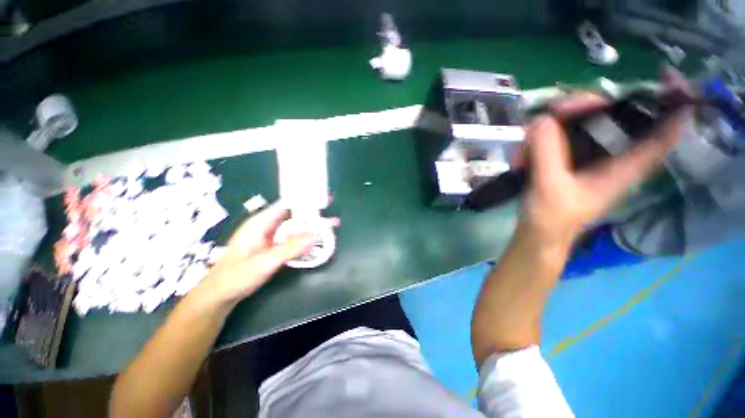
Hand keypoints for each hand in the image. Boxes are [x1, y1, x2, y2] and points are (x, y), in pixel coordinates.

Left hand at [198, 201, 338, 304]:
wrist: (220, 295)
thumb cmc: (236, 276)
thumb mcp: (264, 262)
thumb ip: (289, 249)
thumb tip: (315, 236)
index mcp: (261, 222)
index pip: (287, 204)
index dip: (306, 200)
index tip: (324, 199)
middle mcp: (267, 226)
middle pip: (294, 216)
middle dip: (314, 216)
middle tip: (333, 218)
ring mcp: (271, 237)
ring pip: (295, 228)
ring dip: (311, 229)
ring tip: (330, 228)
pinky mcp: (274, 247)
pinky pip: (293, 239)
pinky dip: (305, 239)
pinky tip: (316, 242)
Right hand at [517, 92, 689, 246]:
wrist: (537, 233)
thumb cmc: (552, 217)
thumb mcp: (550, 186)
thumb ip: (547, 152)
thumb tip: (541, 118)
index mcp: (624, 166)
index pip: (662, 133)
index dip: (673, 104)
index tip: (668, 78)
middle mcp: (611, 155)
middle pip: (613, 113)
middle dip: (586, 104)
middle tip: (555, 109)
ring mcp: (588, 155)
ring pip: (582, 121)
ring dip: (553, 125)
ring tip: (528, 146)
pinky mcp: (567, 158)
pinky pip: (557, 135)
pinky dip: (539, 140)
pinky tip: (522, 156)